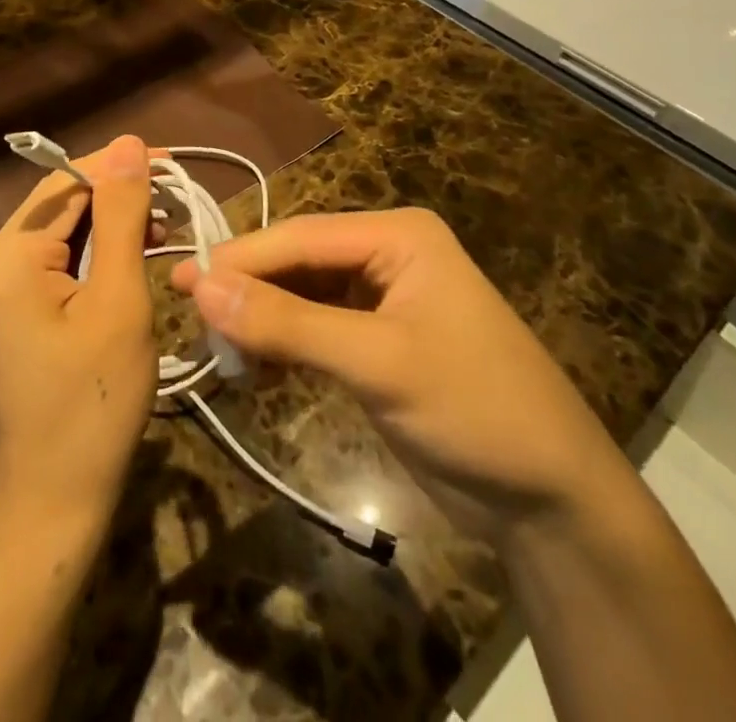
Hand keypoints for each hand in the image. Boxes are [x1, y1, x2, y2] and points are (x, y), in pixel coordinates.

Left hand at [0, 135, 156, 543]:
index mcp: (5, 261)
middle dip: (116, 198)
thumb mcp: (119, 302)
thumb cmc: (94, 408)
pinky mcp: (4, 318)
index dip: (118, 167)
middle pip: (58, 207)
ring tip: (162, 231)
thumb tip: (128, 144)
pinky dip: (91, 258)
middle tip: (176, 204)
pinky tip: (129, 262)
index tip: (171, 164)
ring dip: (108, 227)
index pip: (65, 184)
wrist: (52, 510)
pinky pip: (50, 267)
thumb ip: (122, 217)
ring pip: (57, 235)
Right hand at [171, 208, 634, 533]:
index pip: (300, 236)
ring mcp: (382, 299)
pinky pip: (315, 328)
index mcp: (397, 235)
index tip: (183, 280)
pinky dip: (284, 345)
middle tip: (189, 312)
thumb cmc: (473, 408)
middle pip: (298, 262)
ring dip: (262, 318)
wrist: (552, 499)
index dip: (241, 258)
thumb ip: (288, 323)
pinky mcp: (377, 342)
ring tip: (215, 345)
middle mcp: (387, 254)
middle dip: (249, 289)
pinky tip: (254, 367)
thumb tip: (203, 287)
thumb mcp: (377, 361)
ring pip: (302, 295)